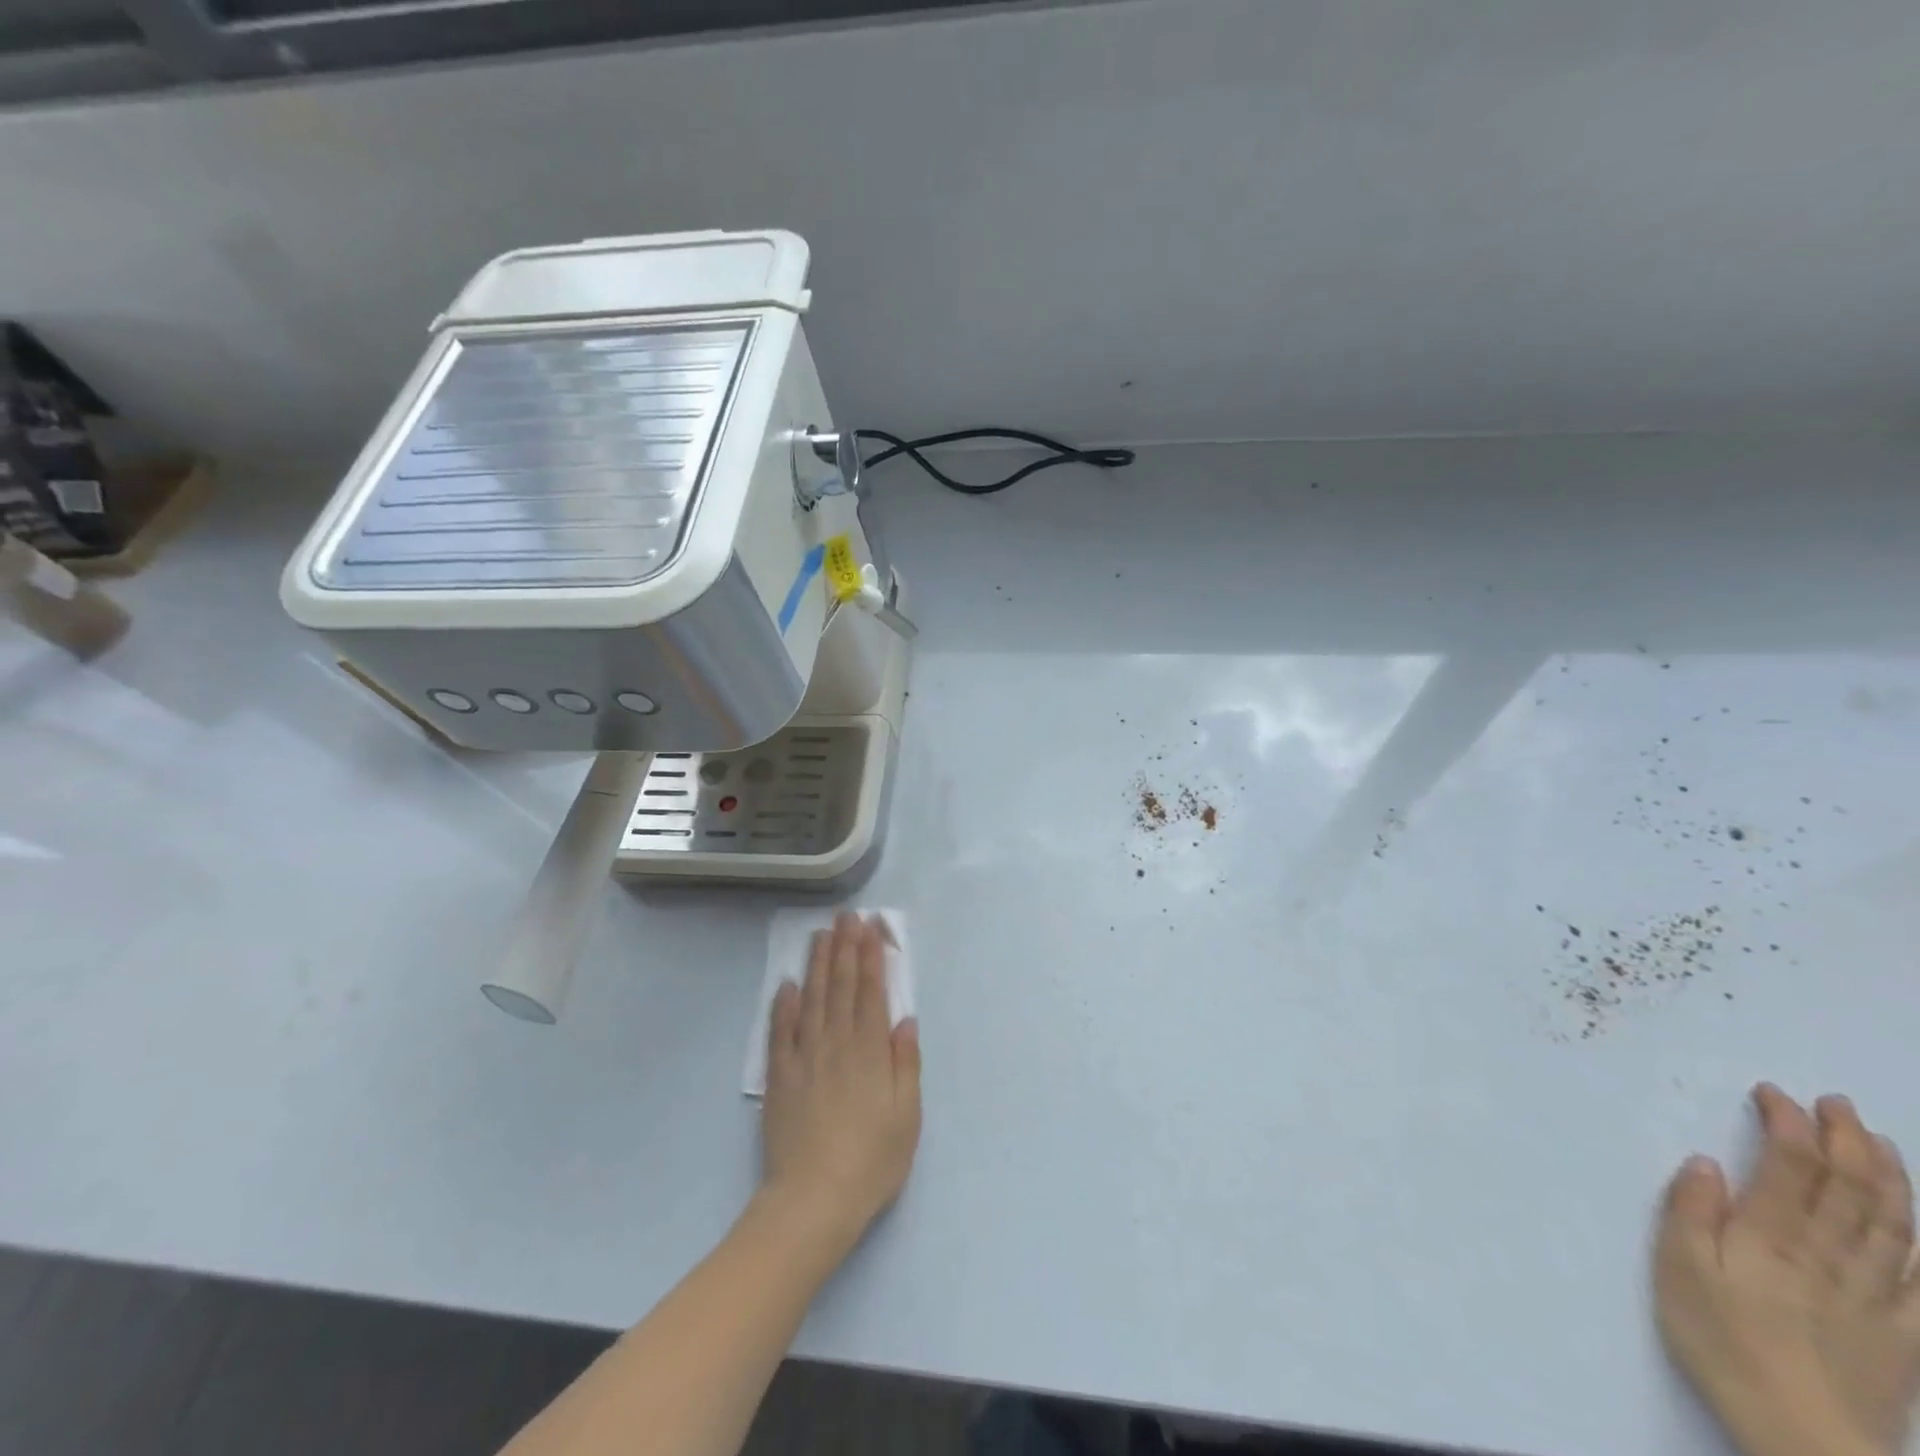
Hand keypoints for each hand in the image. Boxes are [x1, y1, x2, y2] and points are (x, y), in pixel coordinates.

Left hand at [759, 912, 920, 1259]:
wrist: (813, 1201)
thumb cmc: (871, 1160)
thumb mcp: (907, 1116)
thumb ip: (906, 1063)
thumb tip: (905, 1019)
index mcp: (869, 1051)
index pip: (871, 992)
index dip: (871, 956)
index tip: (870, 927)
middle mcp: (837, 1044)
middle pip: (841, 987)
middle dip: (845, 948)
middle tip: (846, 917)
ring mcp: (804, 1058)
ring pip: (812, 1000)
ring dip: (817, 965)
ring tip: (821, 935)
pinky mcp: (780, 1077)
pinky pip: (781, 1032)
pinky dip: (784, 1005)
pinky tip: (787, 984)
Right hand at [1655, 1085, 1919, 1455]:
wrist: (1802, 1436)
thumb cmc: (1722, 1339)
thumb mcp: (1680, 1269)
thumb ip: (1690, 1212)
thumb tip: (1706, 1163)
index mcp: (1773, 1235)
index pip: (1791, 1164)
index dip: (1788, 1123)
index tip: (1773, 1093)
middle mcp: (1831, 1254)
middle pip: (1851, 1187)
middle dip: (1847, 1139)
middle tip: (1837, 1102)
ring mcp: (1876, 1295)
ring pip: (1893, 1223)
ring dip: (1889, 1176)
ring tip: (1881, 1142)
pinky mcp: (1903, 1332)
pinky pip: (1919, 1275)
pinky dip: (1918, 1238)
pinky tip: (1915, 1223)